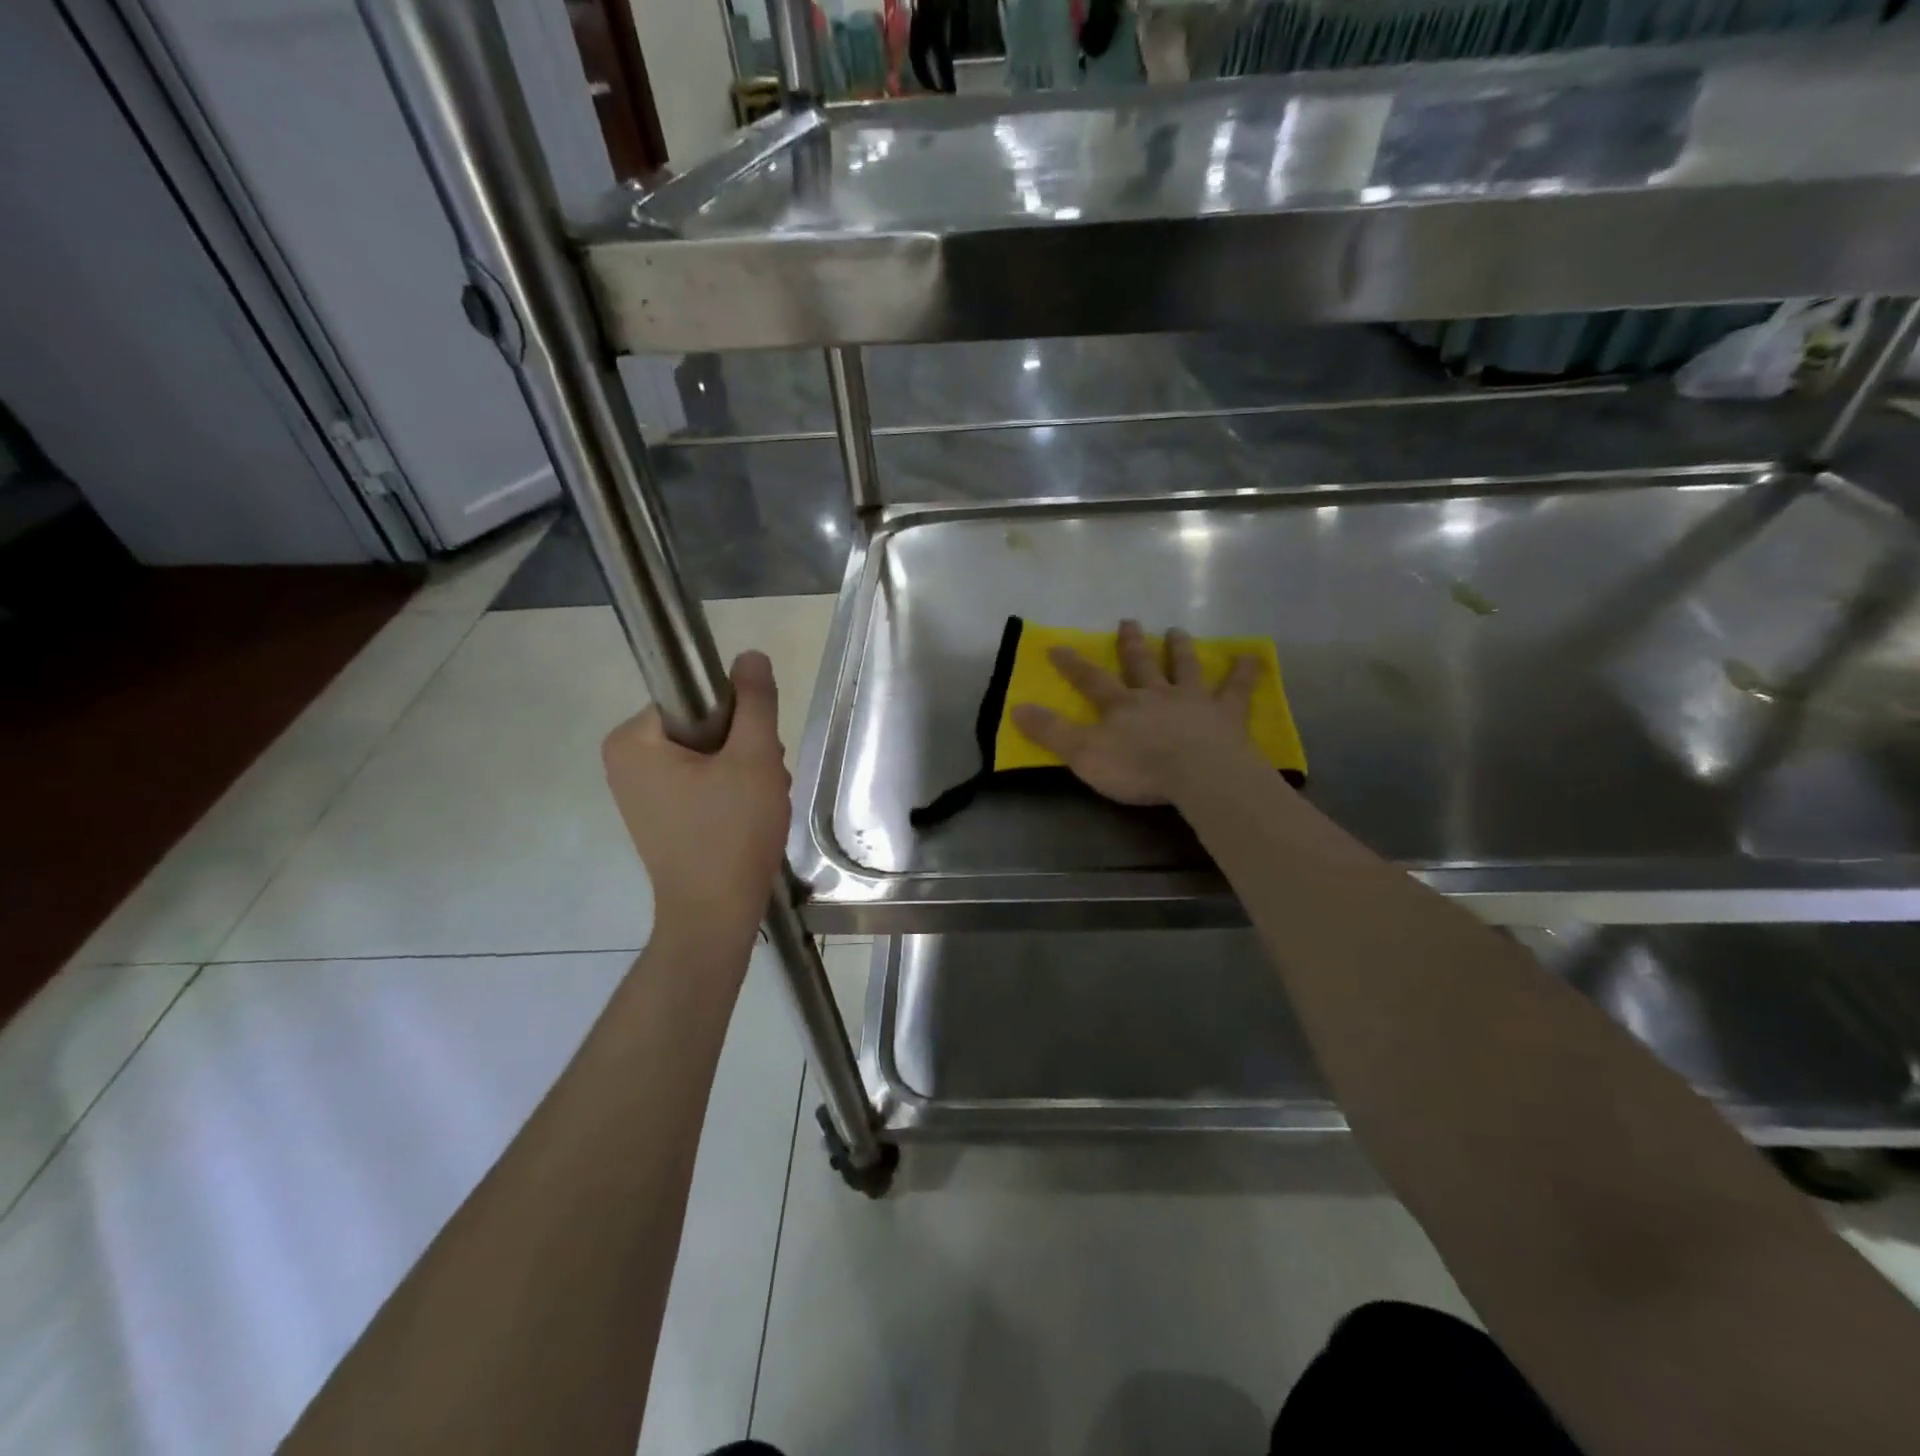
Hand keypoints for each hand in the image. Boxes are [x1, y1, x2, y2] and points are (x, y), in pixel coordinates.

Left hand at [603, 651, 790, 945]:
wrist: (714, 915)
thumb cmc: (730, 833)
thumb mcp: (754, 758)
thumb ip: (754, 702)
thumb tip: (750, 655)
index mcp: (632, 740)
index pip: (695, 698)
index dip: (736, 718)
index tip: (757, 752)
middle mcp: (625, 762)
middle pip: (703, 727)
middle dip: (743, 750)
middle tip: (763, 782)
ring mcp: (640, 793)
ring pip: (708, 756)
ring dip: (743, 772)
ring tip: (759, 805)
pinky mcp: (659, 817)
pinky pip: (701, 783)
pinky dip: (730, 793)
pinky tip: (748, 818)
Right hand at [1011, 619, 1262, 806]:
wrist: (1198, 775)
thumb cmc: (1138, 768)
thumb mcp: (1083, 754)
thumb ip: (1051, 732)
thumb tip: (1016, 708)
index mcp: (1121, 706)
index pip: (1090, 680)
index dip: (1072, 664)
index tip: (1057, 646)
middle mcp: (1155, 695)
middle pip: (1141, 664)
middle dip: (1131, 644)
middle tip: (1129, 621)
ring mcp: (1193, 701)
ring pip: (1184, 668)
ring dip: (1180, 649)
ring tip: (1178, 630)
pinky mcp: (1226, 715)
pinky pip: (1237, 689)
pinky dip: (1245, 672)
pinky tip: (1254, 656)